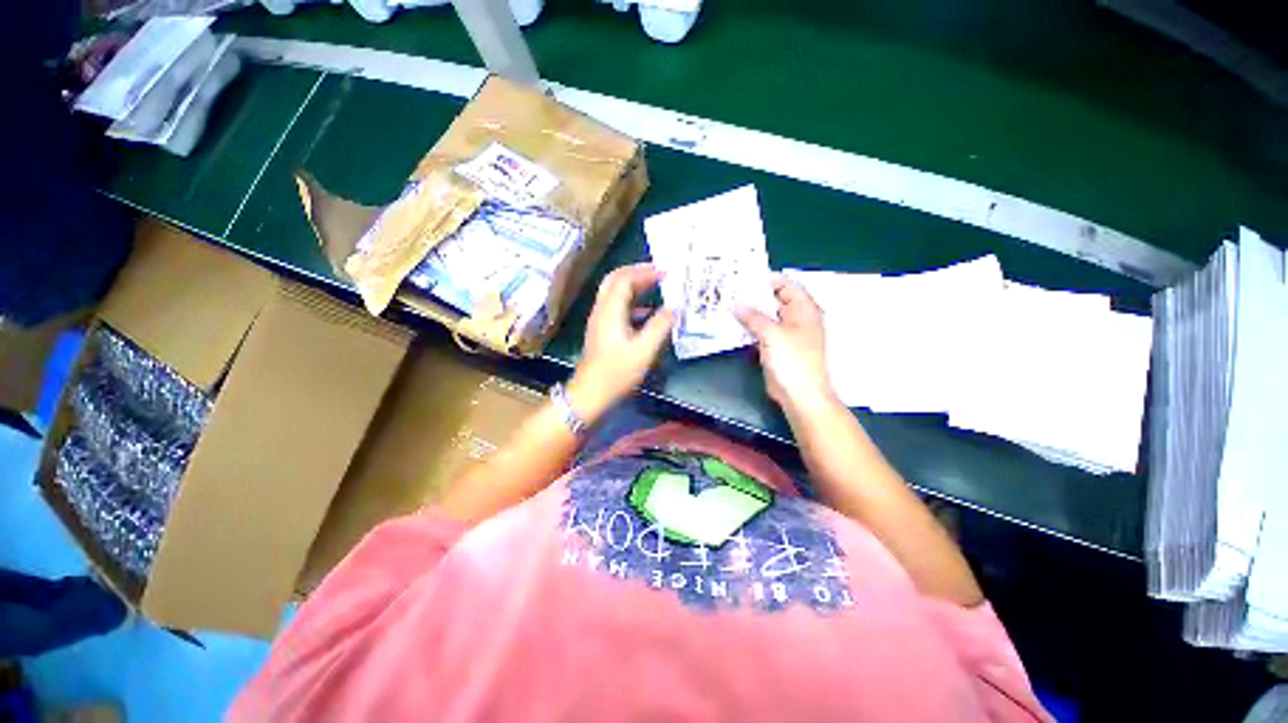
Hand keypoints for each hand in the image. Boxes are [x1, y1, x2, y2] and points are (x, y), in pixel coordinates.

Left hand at [568, 264, 674, 421]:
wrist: (591, 393)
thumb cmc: (617, 372)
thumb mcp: (644, 350)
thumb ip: (660, 326)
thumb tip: (675, 307)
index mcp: (611, 311)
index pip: (625, 279)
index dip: (645, 272)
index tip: (666, 272)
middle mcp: (602, 310)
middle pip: (615, 280)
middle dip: (637, 272)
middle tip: (658, 273)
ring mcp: (599, 320)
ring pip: (615, 293)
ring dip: (634, 286)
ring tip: (655, 287)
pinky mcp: (602, 331)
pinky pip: (616, 307)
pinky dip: (632, 303)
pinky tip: (647, 313)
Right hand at [735, 273, 838, 416]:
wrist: (799, 394)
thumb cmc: (792, 360)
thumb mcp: (771, 334)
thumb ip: (752, 316)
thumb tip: (735, 304)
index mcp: (803, 309)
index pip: (786, 284)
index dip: (766, 279)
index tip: (742, 277)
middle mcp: (796, 317)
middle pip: (774, 299)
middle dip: (754, 295)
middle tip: (729, 289)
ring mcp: (786, 333)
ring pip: (766, 316)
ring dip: (750, 311)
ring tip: (727, 303)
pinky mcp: (776, 347)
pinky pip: (761, 331)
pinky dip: (750, 327)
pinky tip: (733, 323)